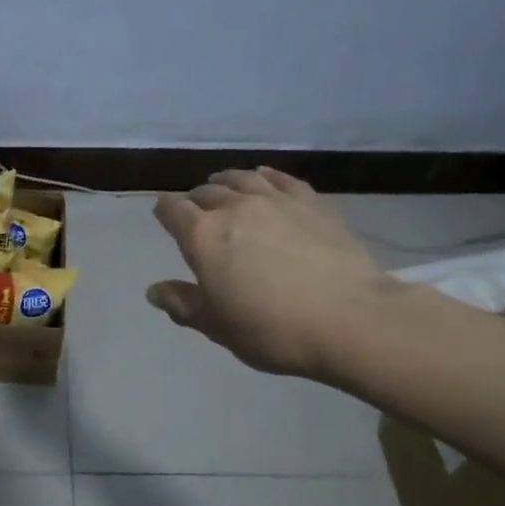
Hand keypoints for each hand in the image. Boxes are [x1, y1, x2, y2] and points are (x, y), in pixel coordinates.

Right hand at [147, 167, 398, 382]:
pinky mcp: (312, 203)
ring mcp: (275, 201)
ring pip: (241, 179)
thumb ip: (183, 304)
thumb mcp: (218, 326)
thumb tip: (153, 290)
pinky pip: (281, 179)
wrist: (351, 319)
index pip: (172, 211)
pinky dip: (265, 176)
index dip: (164, 212)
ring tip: (221, 186)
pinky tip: (263, 177)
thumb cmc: (272, 329)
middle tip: (195, 212)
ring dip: (225, 181)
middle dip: (194, 200)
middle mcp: (234, 208)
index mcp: (202, 236)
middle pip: (205, 193)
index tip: (163, 216)